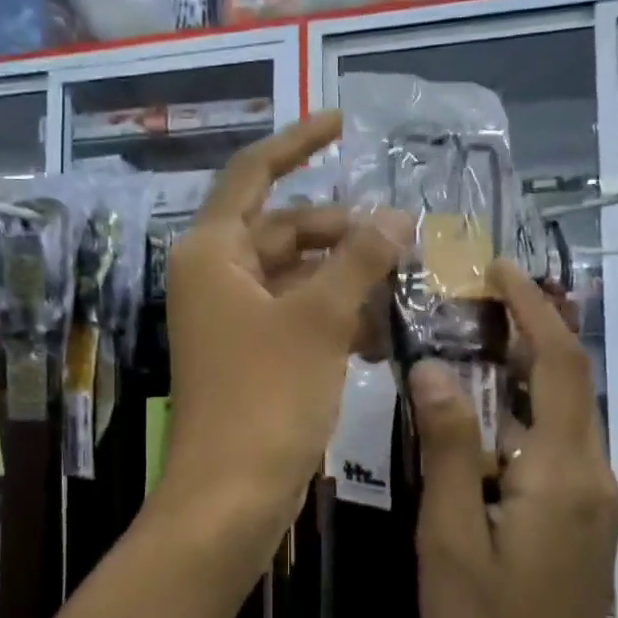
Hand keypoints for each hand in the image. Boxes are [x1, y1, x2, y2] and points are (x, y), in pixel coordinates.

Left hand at [161, 111, 407, 540]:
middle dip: (342, 231)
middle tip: (404, 236)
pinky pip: (295, 316)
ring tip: (404, 285)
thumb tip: (395, 216)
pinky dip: (333, 316)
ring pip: (295, 277)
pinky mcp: (249, 356)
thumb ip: (358, 260)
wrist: (230, 497)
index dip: (297, 143)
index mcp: (213, 252)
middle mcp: (215, 277)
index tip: (342, 121)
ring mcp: (230, 319)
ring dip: (346, 278)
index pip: (253, 174)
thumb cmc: (267, 398)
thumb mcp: (319, 320)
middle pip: (283, 230)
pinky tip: (379, 332)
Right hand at [409, 261, 617, 617]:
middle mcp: (592, 475)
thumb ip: (448, 450)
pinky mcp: (583, 520)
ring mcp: (593, 500)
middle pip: (571, 379)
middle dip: (532, 326)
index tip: (497, 268)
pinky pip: (559, 442)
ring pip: (566, 411)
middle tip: (474, 294)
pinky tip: (485, 412)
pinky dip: (527, 407)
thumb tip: (435, 368)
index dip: (533, 308)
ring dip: (528, 365)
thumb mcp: (449, 540)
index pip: (559, 364)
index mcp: (561, 474)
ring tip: (472, 337)